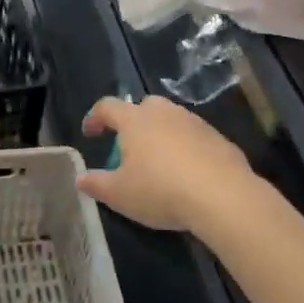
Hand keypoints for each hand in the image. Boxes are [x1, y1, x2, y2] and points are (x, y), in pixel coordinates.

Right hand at [78, 96, 254, 232]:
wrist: (223, 196)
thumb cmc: (161, 190)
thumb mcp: (119, 194)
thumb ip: (96, 184)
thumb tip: (80, 177)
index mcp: (135, 120)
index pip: (107, 107)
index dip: (95, 118)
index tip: (90, 133)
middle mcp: (164, 113)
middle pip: (144, 106)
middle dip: (133, 121)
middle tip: (129, 146)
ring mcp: (194, 123)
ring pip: (172, 120)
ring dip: (161, 134)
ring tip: (159, 162)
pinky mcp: (219, 138)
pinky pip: (194, 137)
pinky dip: (186, 148)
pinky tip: (187, 173)